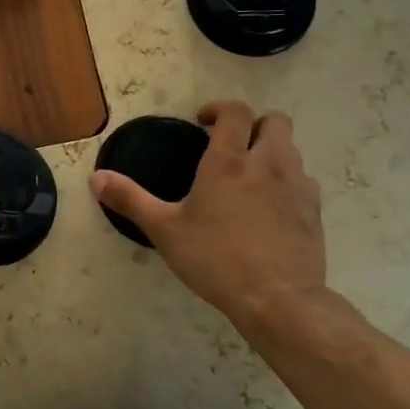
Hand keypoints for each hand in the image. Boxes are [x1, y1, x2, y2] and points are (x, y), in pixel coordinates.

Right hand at [90, 102, 329, 340]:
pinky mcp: (314, 211)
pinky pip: (303, 181)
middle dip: (254, 125)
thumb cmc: (216, 259)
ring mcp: (297, 187)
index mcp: (229, 161)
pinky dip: (287, 182)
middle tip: (231, 146)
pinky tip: (270, 207)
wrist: (279, 300)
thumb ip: (130, 200)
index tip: (202, 123)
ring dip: (272, 152)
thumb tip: (95, 177)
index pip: (236, 112)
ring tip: (249, 177)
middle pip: (275, 121)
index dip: (219, 109)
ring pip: (292, 150)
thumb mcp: (164, 230)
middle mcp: (268, 164)